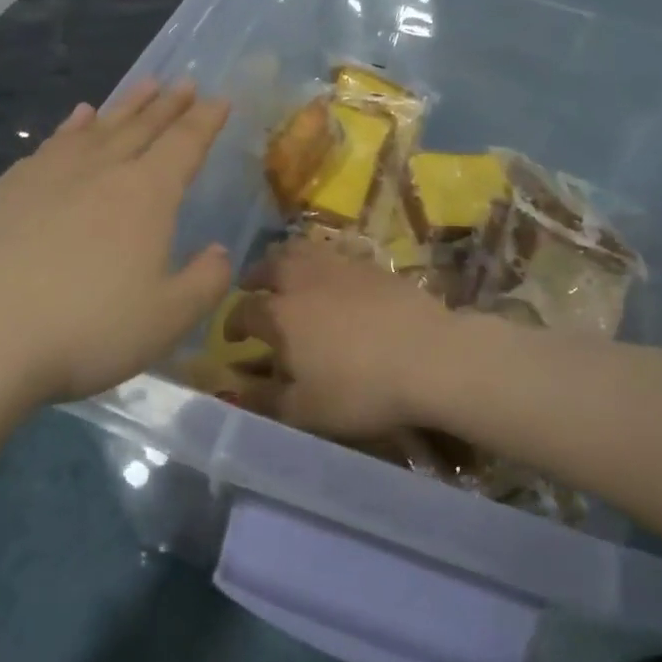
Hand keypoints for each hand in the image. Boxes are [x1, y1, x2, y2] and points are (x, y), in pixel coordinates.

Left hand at [0, 79, 233, 409]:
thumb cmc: (86, 329)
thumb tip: (220, 252)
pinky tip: (77, 120)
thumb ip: (205, 282)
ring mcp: (47, 176)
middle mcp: (100, 171)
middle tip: (184, 82)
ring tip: (142, 86)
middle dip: (168, 105)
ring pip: (97, 128)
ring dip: (125, 106)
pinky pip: (51, 144)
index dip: (206, 120)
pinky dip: (72, 127)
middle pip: (142, 127)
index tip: (219, 98)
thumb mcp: (167, 319)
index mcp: (146, 194)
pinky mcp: (4, 190)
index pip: (185, 144)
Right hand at [228, 241, 461, 437]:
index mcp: (279, 314)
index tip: (233, 337)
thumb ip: (264, 399)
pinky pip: (334, 254)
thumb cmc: (359, 389)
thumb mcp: (304, 411)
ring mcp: (338, 266)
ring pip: (301, 250)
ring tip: (288, 276)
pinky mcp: (370, 264)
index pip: (244, 310)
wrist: (428, 356)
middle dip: (255, 278)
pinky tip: (331, 278)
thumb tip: (236, 390)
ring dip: (285, 261)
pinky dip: (321, 262)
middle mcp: (302, 280)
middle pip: (269, 265)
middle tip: (254, 290)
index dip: (233, 323)